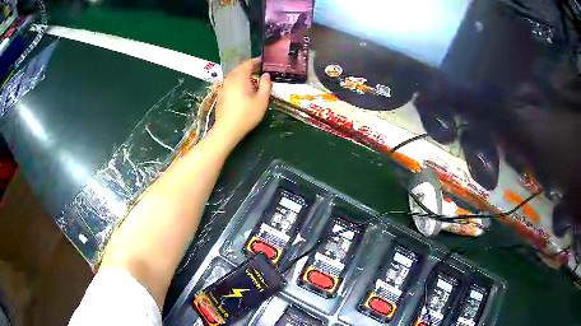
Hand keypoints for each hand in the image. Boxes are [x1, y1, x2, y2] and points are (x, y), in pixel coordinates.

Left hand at [213, 58, 271, 145]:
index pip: (248, 64)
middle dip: (249, 68)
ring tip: (252, 79)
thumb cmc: (246, 115)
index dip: (256, 61)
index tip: (264, 61)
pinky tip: (242, 89)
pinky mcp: (220, 95)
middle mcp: (229, 79)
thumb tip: (266, 75)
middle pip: (239, 69)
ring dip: (243, 75)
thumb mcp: (262, 100)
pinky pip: (230, 83)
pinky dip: (237, 82)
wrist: (226, 130)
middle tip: (260, 70)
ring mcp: (223, 87)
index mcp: (240, 77)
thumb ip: (266, 85)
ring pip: (233, 76)